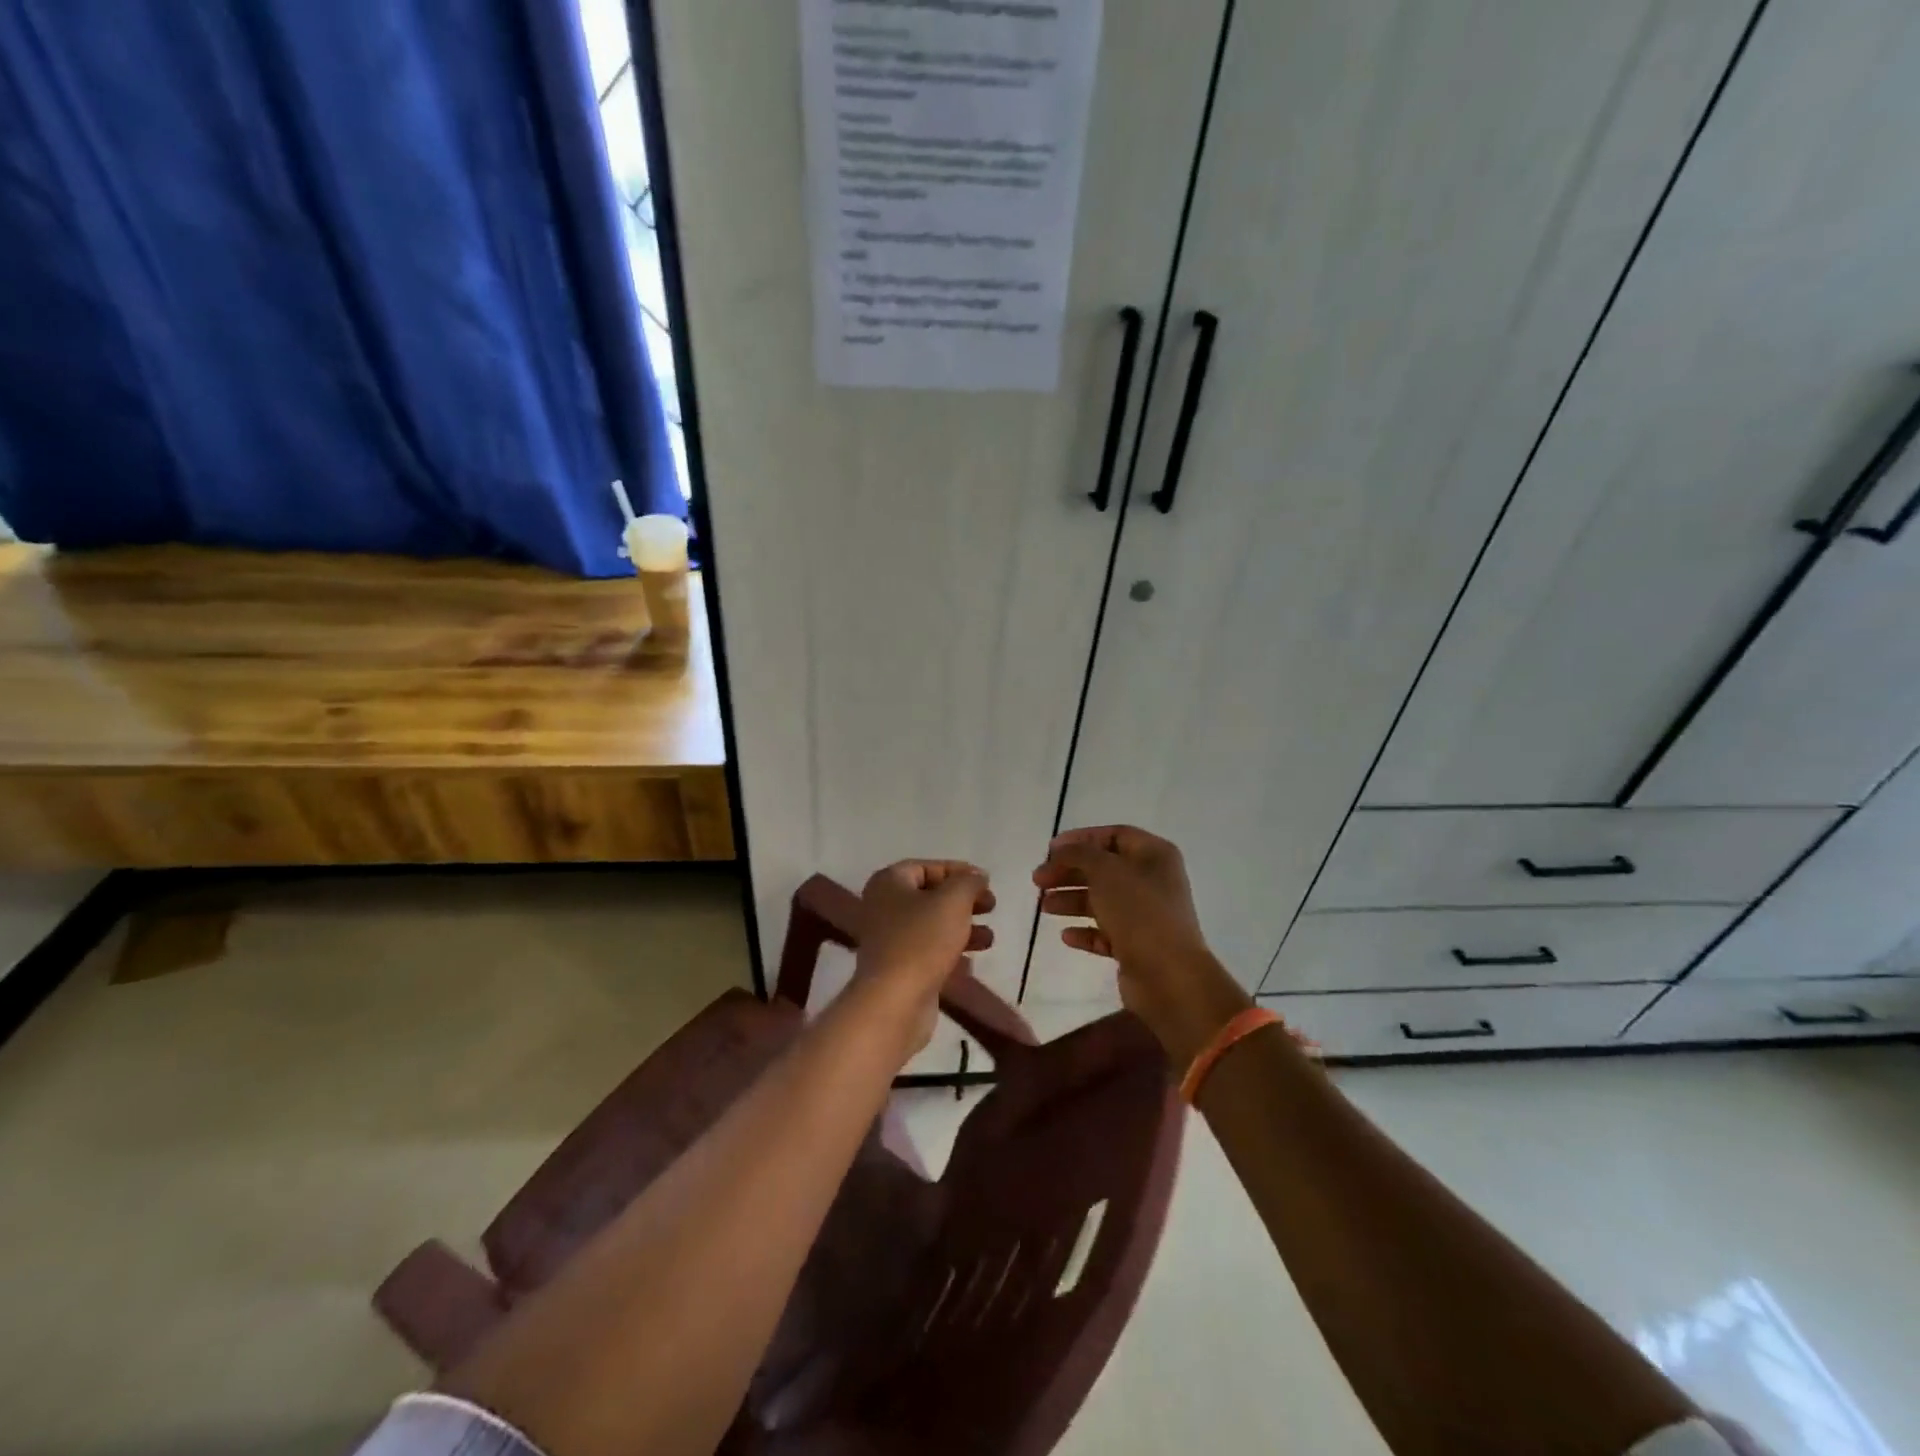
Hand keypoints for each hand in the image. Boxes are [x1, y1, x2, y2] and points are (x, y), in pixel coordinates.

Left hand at [850, 860, 994, 1054]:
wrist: (894, 1002)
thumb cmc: (922, 941)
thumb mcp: (953, 901)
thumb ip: (968, 882)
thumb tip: (977, 875)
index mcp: (889, 882)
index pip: (926, 867)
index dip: (958, 871)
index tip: (985, 882)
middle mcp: (883, 906)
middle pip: (930, 895)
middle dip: (964, 900)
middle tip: (991, 907)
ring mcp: (889, 939)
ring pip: (932, 925)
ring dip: (963, 927)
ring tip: (989, 938)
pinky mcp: (899, 968)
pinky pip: (929, 951)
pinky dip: (951, 951)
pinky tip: (972, 961)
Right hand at [1033, 826, 1248, 1064]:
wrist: (1168, 975)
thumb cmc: (1138, 911)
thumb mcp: (1104, 871)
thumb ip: (1078, 854)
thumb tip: (1060, 850)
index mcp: (1154, 855)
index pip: (1114, 835)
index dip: (1081, 839)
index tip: (1049, 851)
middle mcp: (1153, 881)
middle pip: (1104, 869)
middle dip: (1069, 872)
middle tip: (1038, 880)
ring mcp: (1147, 916)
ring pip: (1102, 901)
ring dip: (1071, 900)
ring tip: (1044, 907)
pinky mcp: (1138, 946)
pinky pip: (1106, 933)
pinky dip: (1086, 931)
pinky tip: (1066, 936)